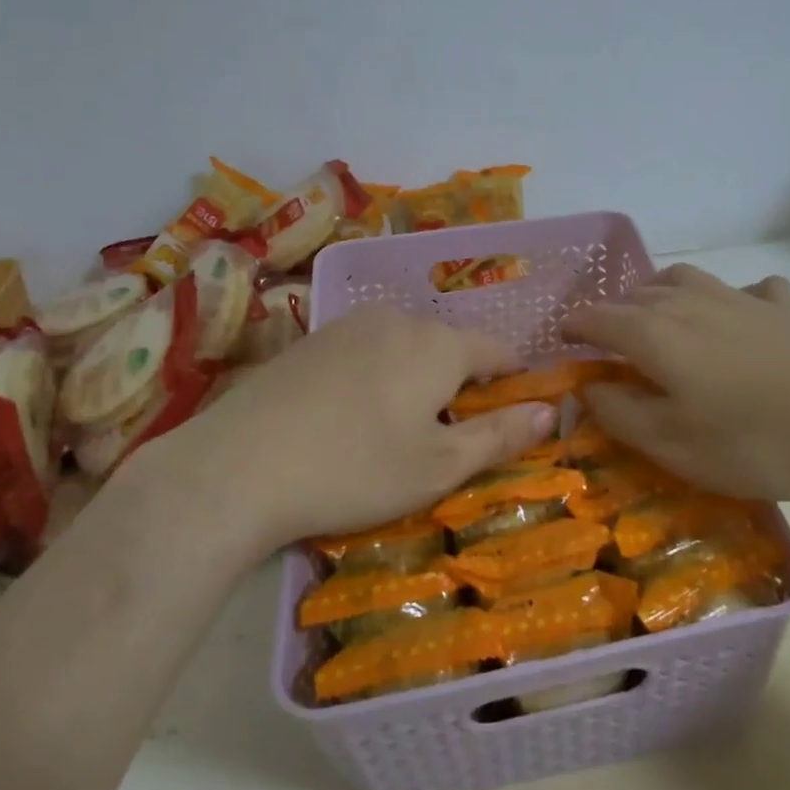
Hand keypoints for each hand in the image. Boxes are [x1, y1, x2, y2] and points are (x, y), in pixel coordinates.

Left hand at [122, 307, 556, 550]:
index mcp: (439, 345)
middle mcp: (398, 320)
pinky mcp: (309, 340)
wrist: (236, 467)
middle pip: (449, 347)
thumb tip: (552, 411)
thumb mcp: (439, 465)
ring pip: (405, 347)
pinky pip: (365, 351)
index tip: (511, 416)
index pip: (498, 351)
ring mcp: (348, 325)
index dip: (514, 381)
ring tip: (398, 431)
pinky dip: (376, 377)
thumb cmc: (355, 469)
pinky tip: (349, 418)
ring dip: (417, 380)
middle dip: (461, 384)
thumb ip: (500, 435)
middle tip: (448, 439)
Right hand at [562, 264, 789, 511]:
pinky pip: (744, 291)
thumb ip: (619, 413)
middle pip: (633, 295)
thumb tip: (586, 386)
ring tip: (658, 323)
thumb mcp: (673, 444)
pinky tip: (740, 320)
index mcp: (652, 332)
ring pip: (681, 280)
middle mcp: (687, 301)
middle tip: (606, 347)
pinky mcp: (783, 307)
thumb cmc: (755, 439)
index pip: (594, 318)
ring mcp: (738, 298)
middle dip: (611, 314)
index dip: (571, 329)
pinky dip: (729, 301)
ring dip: (658, 297)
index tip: (559, 344)